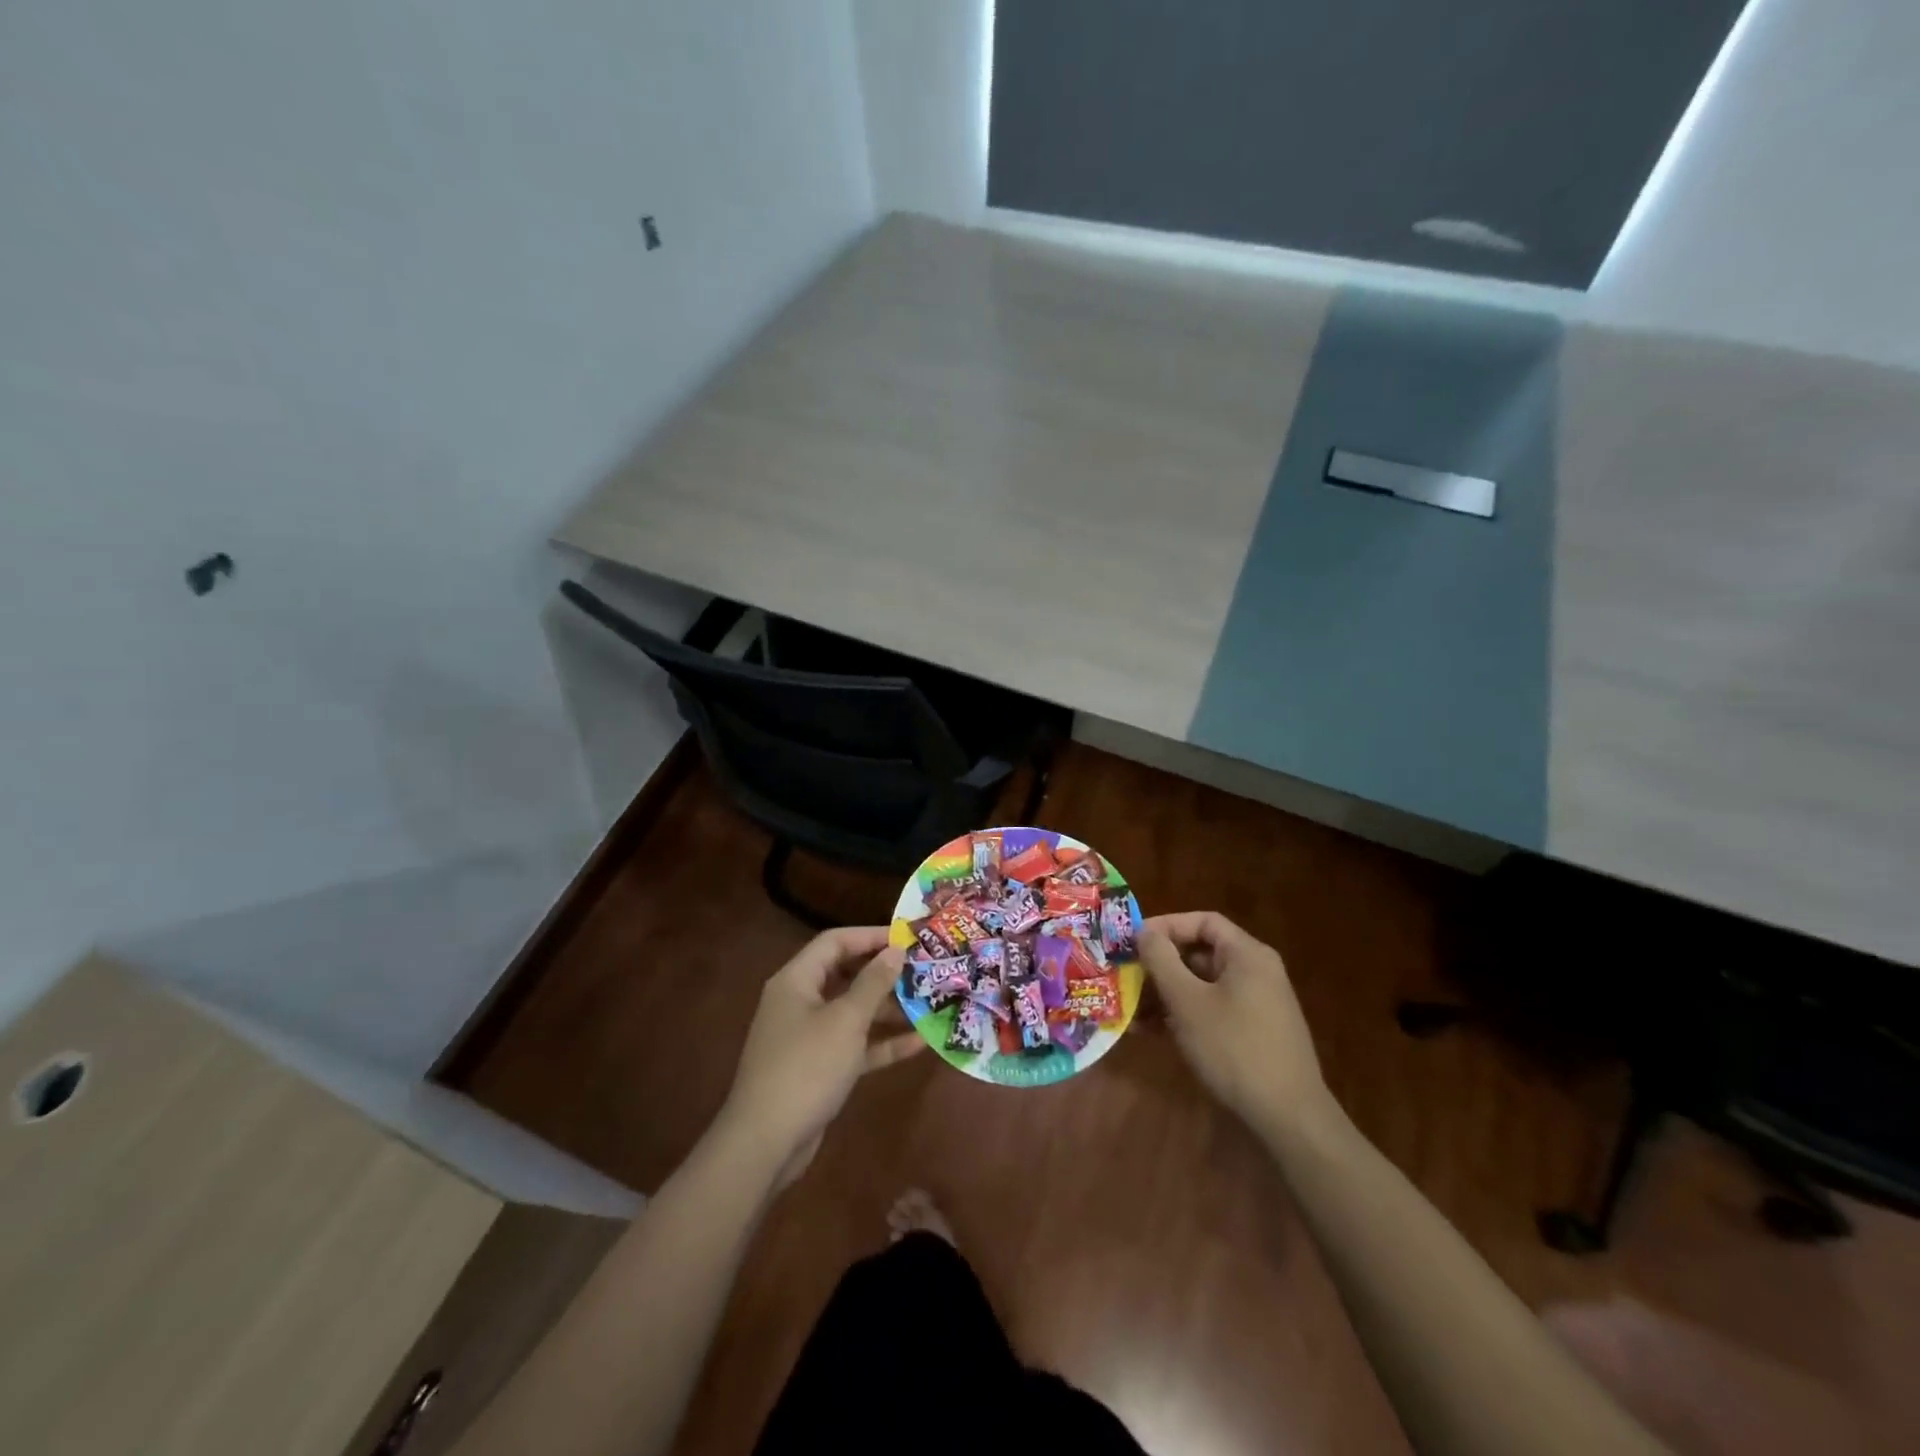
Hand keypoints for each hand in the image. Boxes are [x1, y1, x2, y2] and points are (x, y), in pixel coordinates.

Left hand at [715, 927, 923, 1187]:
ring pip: (853, 1012)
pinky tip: (920, 1042)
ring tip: (930, 1003)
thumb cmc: (806, 1068)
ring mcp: (809, 1037)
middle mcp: (800, 1002)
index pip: (835, 942)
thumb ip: (873, 983)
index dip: (871, 936)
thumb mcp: (846, 1020)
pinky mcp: (820, 1069)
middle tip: (924, 970)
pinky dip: (882, 1042)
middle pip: (846, 975)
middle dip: (884, 973)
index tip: (909, 939)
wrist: (766, 1143)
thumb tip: (895, 950)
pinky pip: (855, 1045)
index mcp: (796, 980)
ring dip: (889, 1008)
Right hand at [1139, 911, 1333, 1136]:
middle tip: (1127, 976)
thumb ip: (1162, 960)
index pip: (1203, 921)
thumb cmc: (1234, 1048)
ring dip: (1166, 994)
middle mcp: (1255, 972)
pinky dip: (1183, 1015)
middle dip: (1160, 965)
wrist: (1289, 1118)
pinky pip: (1212, 1010)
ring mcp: (1257, 1004)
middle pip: (1201, 953)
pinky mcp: (1253, 1033)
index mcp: (1247, 955)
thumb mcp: (1187, 1001)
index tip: (1132, 941)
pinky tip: (1153, 1033)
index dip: (1165, 926)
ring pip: (1202, 985)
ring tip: (1132, 1011)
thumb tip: (1144, 931)